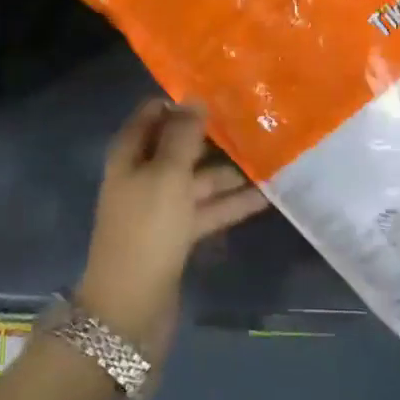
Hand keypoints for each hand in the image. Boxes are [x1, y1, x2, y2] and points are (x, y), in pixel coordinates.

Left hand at [76, 100, 269, 367]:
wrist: (130, 308)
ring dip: (229, 172)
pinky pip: (206, 210)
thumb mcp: (166, 175)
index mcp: (130, 155)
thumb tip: (194, 98)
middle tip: (254, 121)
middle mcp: (143, 176)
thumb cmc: (146, 230)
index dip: (180, 102)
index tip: (218, 90)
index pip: (152, 115)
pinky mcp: (176, 236)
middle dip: (212, 136)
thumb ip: (182, 136)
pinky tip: (265, 196)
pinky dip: (231, 203)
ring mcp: (159, 208)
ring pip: (197, 180)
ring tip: (269, 157)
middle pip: (179, 147)